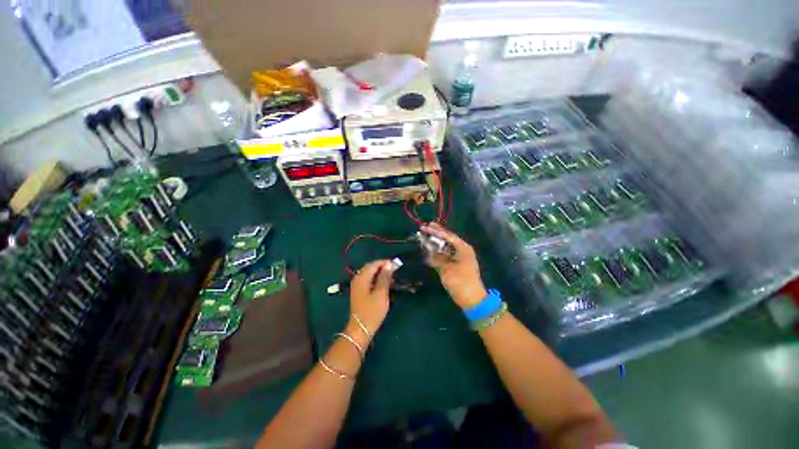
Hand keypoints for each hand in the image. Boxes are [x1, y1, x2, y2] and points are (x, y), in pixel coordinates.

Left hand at [347, 260, 394, 344]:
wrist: (360, 329)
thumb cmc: (372, 311)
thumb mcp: (381, 293)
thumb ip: (385, 277)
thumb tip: (389, 264)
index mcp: (361, 278)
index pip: (374, 264)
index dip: (385, 262)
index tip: (396, 264)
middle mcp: (357, 279)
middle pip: (370, 268)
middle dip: (382, 266)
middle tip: (395, 269)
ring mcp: (357, 286)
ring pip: (369, 274)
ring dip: (380, 273)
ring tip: (391, 276)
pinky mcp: (359, 292)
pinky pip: (368, 280)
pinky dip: (376, 279)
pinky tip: (384, 283)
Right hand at [420, 223, 487, 309]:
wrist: (472, 299)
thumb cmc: (461, 282)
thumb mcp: (447, 269)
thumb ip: (437, 257)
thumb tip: (429, 249)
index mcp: (463, 248)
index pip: (448, 236)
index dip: (436, 231)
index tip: (426, 226)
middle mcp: (462, 250)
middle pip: (447, 239)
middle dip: (436, 234)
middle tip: (425, 227)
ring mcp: (460, 257)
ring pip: (446, 246)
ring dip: (436, 242)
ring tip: (425, 236)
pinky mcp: (457, 264)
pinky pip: (446, 254)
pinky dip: (438, 252)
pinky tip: (430, 249)